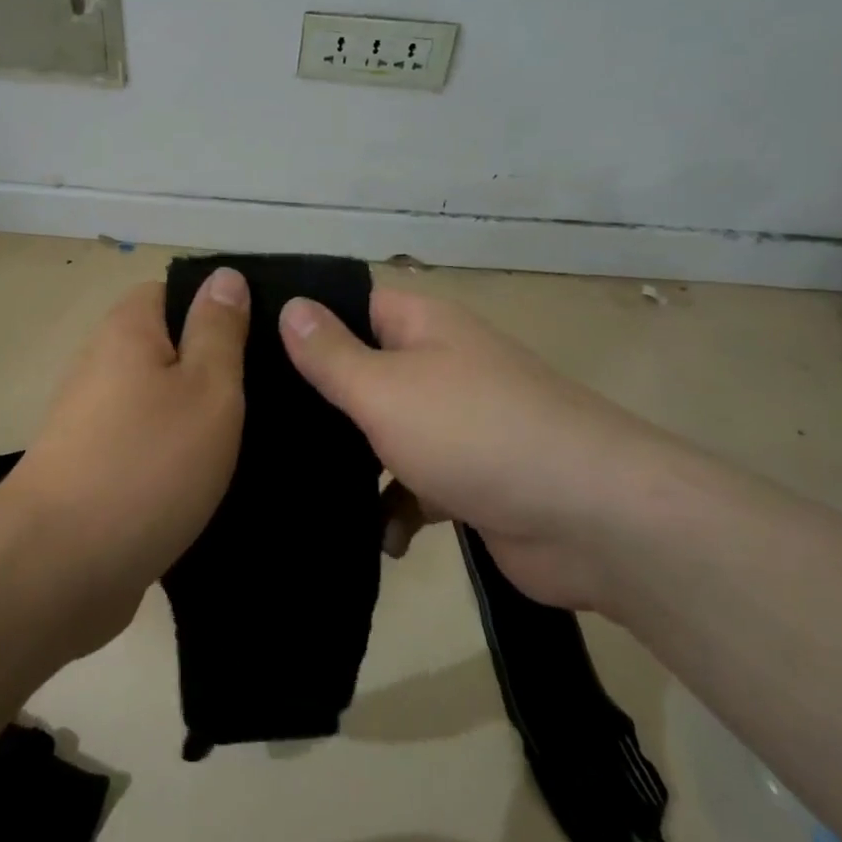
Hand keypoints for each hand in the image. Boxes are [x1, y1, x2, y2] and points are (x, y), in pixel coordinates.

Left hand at [8, 269, 249, 648]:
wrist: (59, 569)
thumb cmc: (147, 463)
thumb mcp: (207, 387)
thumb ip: (219, 330)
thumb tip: (224, 275)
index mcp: (126, 331)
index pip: (174, 293)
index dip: (217, 311)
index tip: (258, 345)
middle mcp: (102, 366)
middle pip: (168, 350)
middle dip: (213, 373)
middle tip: (263, 400)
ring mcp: (92, 422)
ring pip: (160, 403)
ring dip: (197, 422)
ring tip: (248, 445)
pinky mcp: (92, 471)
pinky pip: (146, 446)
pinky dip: (174, 460)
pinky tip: (209, 485)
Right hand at [279, 287, 702, 608]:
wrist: (591, 519)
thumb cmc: (474, 432)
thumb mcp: (385, 389)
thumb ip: (332, 354)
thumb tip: (290, 305)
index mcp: (423, 326)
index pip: (353, 304)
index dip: (308, 320)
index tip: (249, 347)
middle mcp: (439, 365)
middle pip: (364, 372)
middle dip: (320, 401)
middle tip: (257, 425)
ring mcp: (456, 424)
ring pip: (384, 433)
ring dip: (353, 463)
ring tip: (298, 485)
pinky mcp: (469, 480)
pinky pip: (414, 485)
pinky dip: (394, 509)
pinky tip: (378, 537)